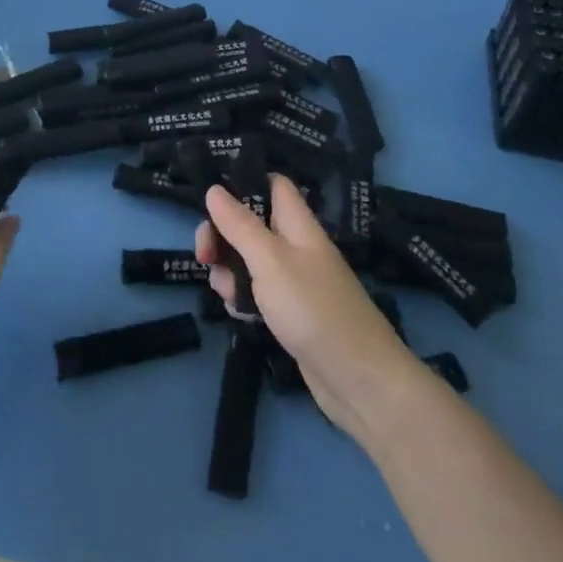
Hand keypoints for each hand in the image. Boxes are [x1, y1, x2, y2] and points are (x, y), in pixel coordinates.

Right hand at [197, 176, 418, 438]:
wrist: (358, 379)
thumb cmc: (312, 308)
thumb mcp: (269, 260)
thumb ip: (240, 225)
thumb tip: (214, 188)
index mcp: (298, 224)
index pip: (273, 185)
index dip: (245, 182)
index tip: (212, 197)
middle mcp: (297, 247)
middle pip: (253, 224)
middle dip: (223, 235)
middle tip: (204, 255)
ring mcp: (296, 281)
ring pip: (251, 261)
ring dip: (230, 271)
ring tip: (226, 293)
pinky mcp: (292, 312)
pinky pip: (259, 293)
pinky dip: (244, 299)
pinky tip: (239, 314)